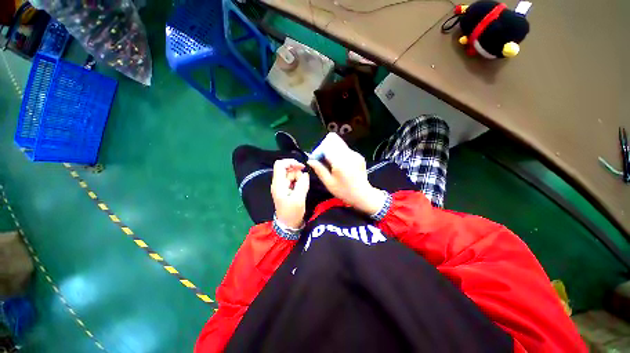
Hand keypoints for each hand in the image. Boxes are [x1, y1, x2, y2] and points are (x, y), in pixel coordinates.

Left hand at [271, 159, 309, 228]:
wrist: (288, 224)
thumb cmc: (292, 212)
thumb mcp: (299, 198)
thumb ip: (302, 184)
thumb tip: (305, 174)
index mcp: (278, 184)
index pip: (280, 164)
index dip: (291, 162)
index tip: (302, 167)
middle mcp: (278, 183)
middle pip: (287, 169)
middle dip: (297, 172)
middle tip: (303, 182)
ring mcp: (281, 186)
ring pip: (290, 174)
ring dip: (298, 178)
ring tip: (302, 188)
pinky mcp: (285, 189)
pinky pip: (292, 180)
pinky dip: (298, 182)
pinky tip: (300, 189)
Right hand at [307, 133, 385, 214]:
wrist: (363, 195)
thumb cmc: (344, 191)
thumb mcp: (329, 183)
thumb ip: (319, 169)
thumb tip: (310, 160)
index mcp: (340, 161)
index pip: (327, 145)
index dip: (319, 150)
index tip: (317, 160)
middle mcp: (348, 154)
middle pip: (334, 139)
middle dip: (325, 147)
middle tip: (323, 159)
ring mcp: (355, 154)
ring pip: (339, 143)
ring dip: (332, 150)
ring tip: (331, 164)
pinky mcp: (359, 155)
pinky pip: (345, 149)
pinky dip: (339, 154)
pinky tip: (340, 166)